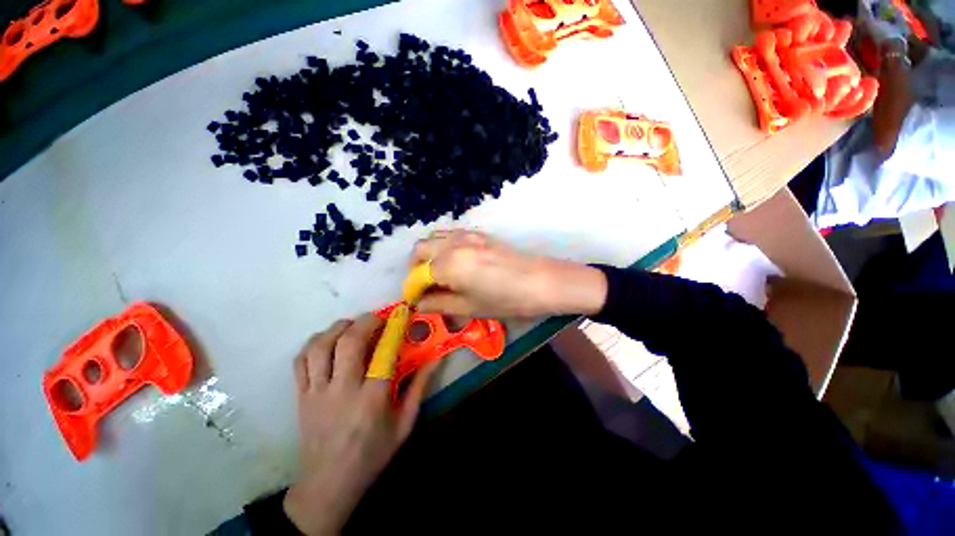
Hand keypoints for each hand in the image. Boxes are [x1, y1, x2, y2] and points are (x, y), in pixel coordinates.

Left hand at [283, 316, 437, 534]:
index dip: (394, 328)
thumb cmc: (372, 454)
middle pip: (347, 342)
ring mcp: (316, 392)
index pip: (383, 354)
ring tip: (353, 325)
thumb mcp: (404, 424)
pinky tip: (328, 341)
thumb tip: (435, 358)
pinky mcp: (300, 396)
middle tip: (378, 317)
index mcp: (371, 400)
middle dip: (365, 321)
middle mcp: (341, 391)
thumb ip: (419, 388)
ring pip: (319, 346)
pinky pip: (300, 360)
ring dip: (338, 328)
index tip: (402, 313)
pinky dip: (314, 343)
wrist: (328, 485)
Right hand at [410, 230, 606, 317]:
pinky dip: (443, 246)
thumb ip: (440, 304)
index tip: (416, 300)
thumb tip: (420, 303)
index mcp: (449, 264)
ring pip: (434, 237)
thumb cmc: (507, 299)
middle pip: (420, 248)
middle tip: (424, 286)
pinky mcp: (479, 233)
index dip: (413, 288)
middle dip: (415, 267)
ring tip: (437, 273)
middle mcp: (453, 243)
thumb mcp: (470, 307)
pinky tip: (454, 262)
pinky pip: (451, 235)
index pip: (418, 274)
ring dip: (428, 254)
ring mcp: (467, 234)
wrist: (542, 281)